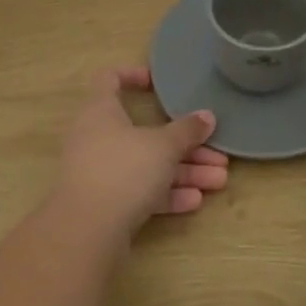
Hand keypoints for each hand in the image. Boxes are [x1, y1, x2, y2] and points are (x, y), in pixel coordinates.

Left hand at [49, 67, 229, 238]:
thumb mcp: (163, 146)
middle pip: (144, 133)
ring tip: (219, 181)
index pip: (109, 79)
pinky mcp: (106, 203)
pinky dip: (166, 194)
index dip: (131, 75)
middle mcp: (97, 138)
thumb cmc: (123, 170)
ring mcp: (100, 172)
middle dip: (185, 144)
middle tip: (217, 154)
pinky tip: (195, 202)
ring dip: (184, 172)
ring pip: (147, 165)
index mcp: (101, 111)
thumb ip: (187, 131)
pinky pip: (140, 192)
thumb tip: (207, 117)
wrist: (86, 230)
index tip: (158, 84)